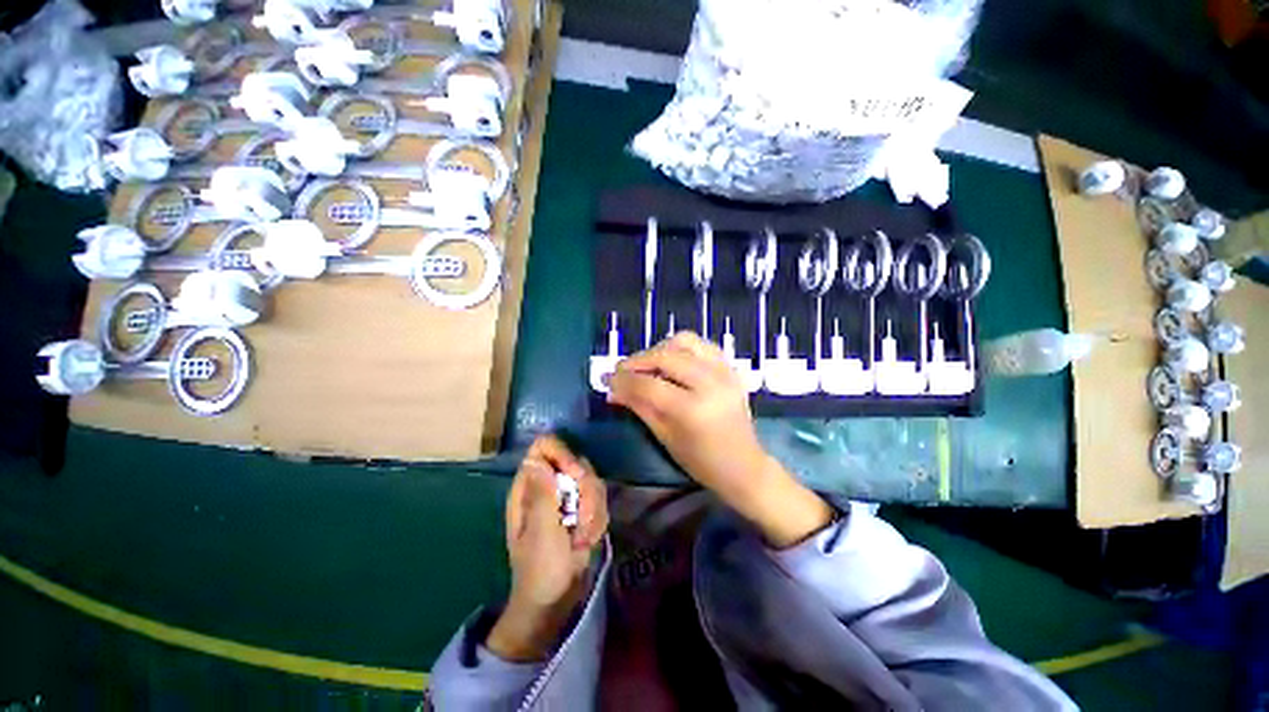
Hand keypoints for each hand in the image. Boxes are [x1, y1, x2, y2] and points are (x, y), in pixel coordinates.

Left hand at [487, 435, 607, 661]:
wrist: (556, 600)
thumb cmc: (540, 570)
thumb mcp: (541, 534)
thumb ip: (541, 496)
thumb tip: (535, 459)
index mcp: (529, 486)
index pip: (545, 447)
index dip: (563, 454)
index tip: (577, 476)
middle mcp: (548, 484)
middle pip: (576, 461)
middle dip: (586, 490)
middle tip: (582, 519)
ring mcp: (566, 495)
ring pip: (592, 480)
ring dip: (593, 509)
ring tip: (582, 537)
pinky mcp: (582, 507)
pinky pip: (600, 498)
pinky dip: (598, 519)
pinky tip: (587, 539)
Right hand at [608, 332, 831, 548]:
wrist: (743, 465)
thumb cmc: (701, 461)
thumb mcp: (665, 436)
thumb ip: (638, 407)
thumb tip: (612, 389)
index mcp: (692, 410)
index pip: (649, 385)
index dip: (624, 380)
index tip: (608, 379)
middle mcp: (710, 383)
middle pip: (665, 356)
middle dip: (638, 360)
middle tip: (623, 370)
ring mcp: (724, 372)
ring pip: (684, 341)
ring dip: (659, 348)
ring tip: (647, 364)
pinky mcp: (731, 367)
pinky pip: (702, 344)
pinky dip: (682, 347)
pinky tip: (672, 360)